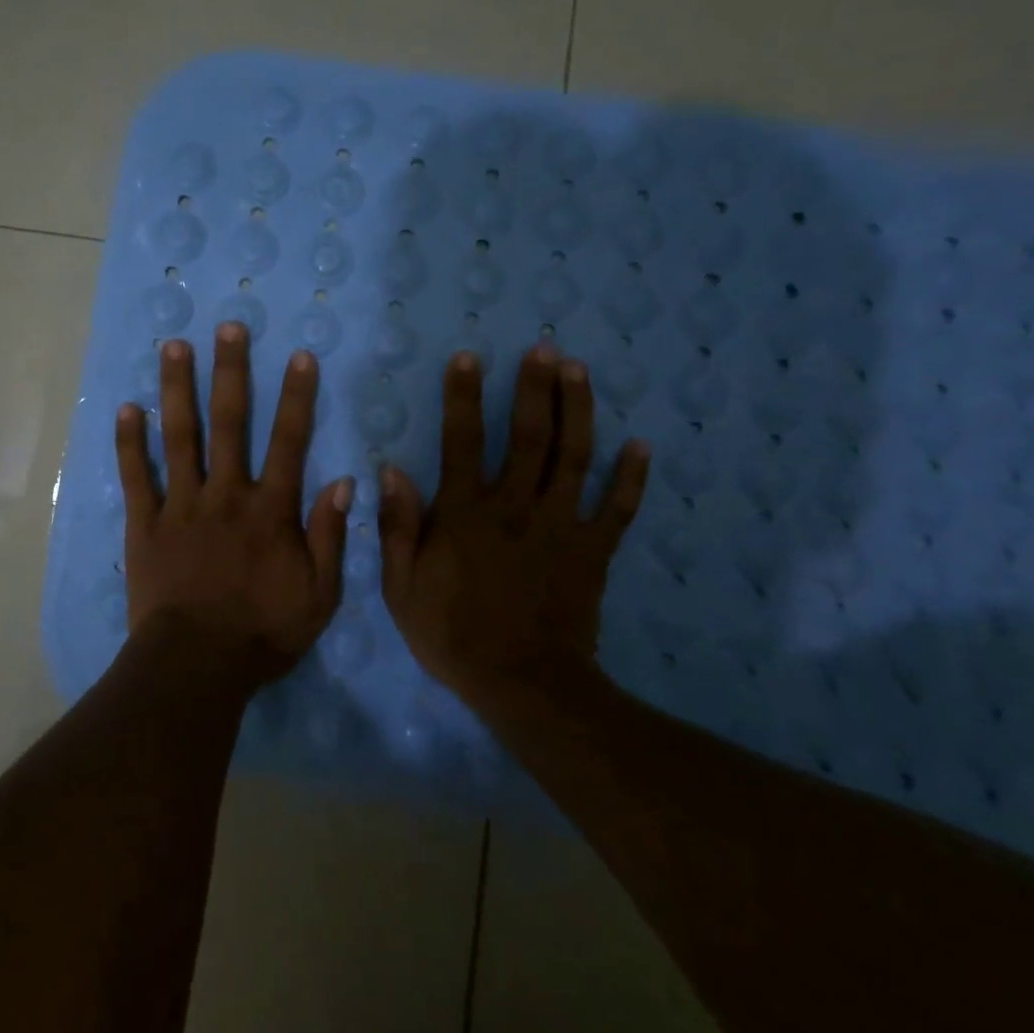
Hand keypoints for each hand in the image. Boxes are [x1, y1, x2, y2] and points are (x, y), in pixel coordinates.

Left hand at [115, 322, 352, 686]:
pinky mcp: (145, 524)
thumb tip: (344, 483)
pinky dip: (129, 443)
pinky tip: (126, 408)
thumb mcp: (319, 595)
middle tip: (227, 328)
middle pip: (229, 423)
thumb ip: (330, 537)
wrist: (197, 666)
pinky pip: (136, 477)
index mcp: (269, 510)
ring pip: (179, 437)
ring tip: (173, 346)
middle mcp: (225, 494)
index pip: (289, 441)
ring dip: (177, 389)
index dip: (296, 397)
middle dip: (229, 371)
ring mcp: (181, 506)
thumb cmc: (263, 632)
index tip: (299, 356)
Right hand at [378, 345, 650, 700]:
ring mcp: (561, 526)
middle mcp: (516, 507)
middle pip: (529, 436)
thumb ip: (398, 526)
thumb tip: (392, 470)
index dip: (463, 397)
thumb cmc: (452, 634)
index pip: (462, 441)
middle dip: (535, 388)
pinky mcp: (594, 551)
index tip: (468, 358)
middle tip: (544, 348)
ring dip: (578, 411)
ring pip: (574, 457)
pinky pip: (618, 509)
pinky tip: (641, 445)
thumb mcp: (402, 586)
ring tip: (579, 370)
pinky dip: (631, 477)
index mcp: (466, 514)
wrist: (522, 684)